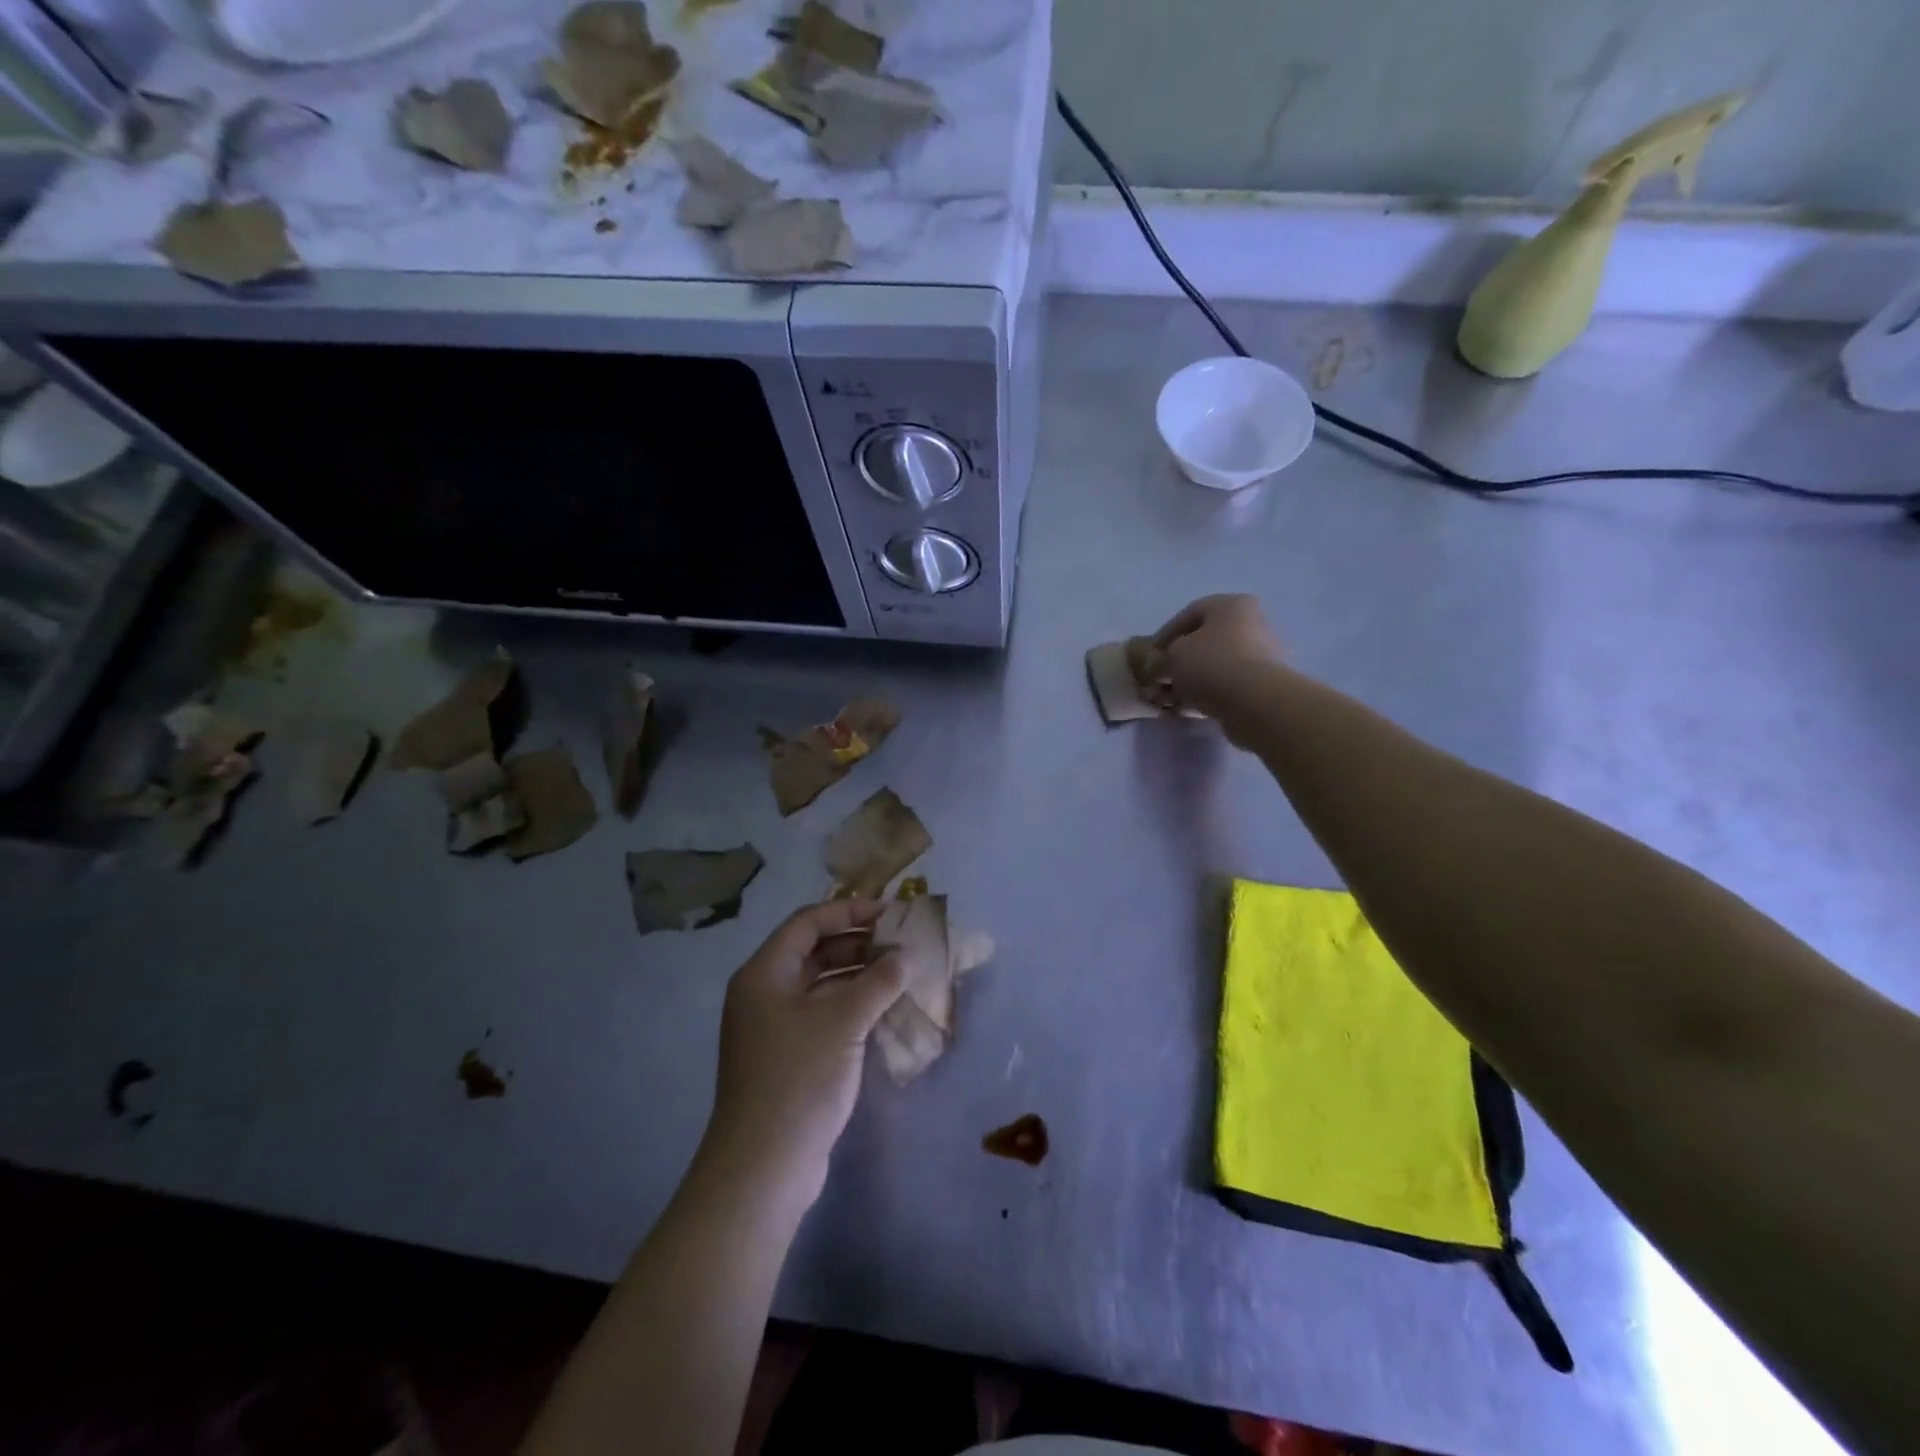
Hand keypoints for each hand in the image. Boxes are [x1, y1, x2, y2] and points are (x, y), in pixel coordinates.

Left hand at [700, 900, 905, 1214]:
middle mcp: (764, 993)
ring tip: (900, 973)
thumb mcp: (843, 1022)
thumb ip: (877, 982)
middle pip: (813, 951)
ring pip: (820, 985)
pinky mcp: (786, 1057)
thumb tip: (904, 957)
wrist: (762, 1167)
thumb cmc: (798, 1079)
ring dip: (858, 976)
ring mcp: (773, 1027)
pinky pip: (822, 1014)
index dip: (849, 911)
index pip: (808, 922)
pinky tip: (883, 1010)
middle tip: (900, 944)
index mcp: (764, 973)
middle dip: (857, 943)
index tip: (890, 913)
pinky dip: (851, 1006)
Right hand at [1151, 594, 1286, 732]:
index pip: (1189, 614)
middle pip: (1204, 641)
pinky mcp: (1263, 684)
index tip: (1150, 655)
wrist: (1256, 702)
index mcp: (1231, 605)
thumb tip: (1162, 665)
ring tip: (1169, 699)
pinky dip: (1206, 693)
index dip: (1164, 635)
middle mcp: (1251, 623)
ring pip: (1214, 665)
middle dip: (1177, 661)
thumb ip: (1162, 657)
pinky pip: (1227, 684)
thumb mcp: (1172, 655)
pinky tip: (1187, 708)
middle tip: (1159, 678)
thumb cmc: (1211, 664)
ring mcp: (1261, 655)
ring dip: (1189, 680)